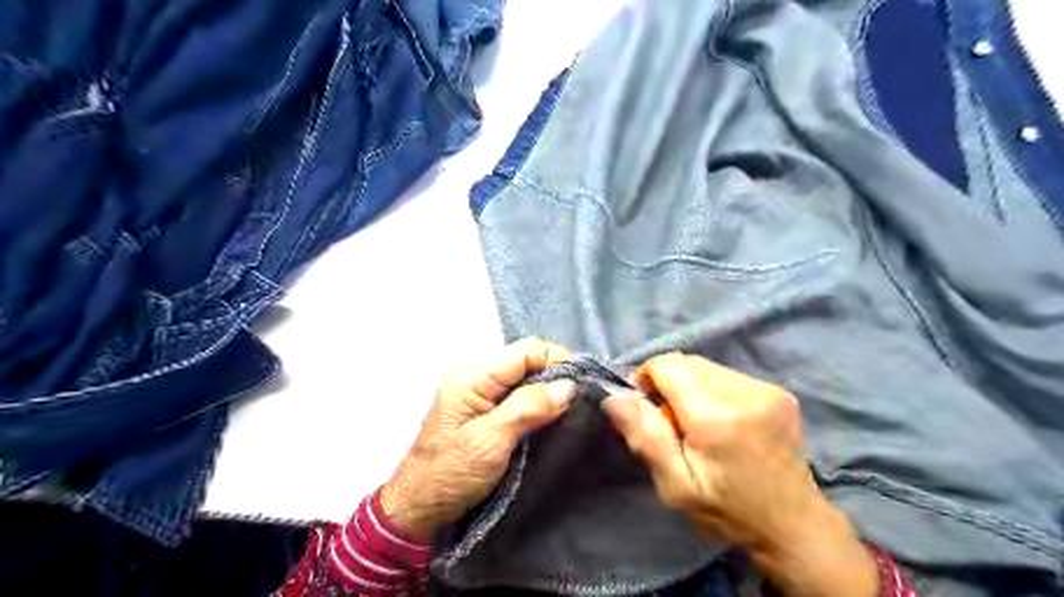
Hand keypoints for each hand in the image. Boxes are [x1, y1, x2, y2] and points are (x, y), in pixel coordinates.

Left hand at [380, 337, 578, 538]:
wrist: (417, 507)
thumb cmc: (451, 475)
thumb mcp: (491, 442)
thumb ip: (528, 408)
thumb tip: (568, 385)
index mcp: (472, 377)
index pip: (525, 351)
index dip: (557, 361)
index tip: (582, 385)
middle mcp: (474, 375)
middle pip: (525, 360)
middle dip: (553, 376)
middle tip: (578, 401)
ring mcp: (476, 391)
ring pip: (522, 377)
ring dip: (545, 390)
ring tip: (568, 410)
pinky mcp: (480, 408)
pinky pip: (514, 393)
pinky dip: (534, 401)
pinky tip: (547, 417)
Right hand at [602, 353, 876, 596]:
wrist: (794, 526)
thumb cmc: (728, 511)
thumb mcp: (677, 487)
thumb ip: (646, 438)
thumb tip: (614, 397)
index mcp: (717, 417)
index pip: (667, 365)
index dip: (647, 377)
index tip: (645, 407)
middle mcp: (745, 393)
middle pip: (687, 362)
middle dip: (668, 382)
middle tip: (670, 420)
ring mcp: (767, 390)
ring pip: (707, 366)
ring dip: (690, 385)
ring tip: (696, 421)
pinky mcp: (778, 391)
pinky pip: (728, 375)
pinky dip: (712, 389)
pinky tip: (721, 419)